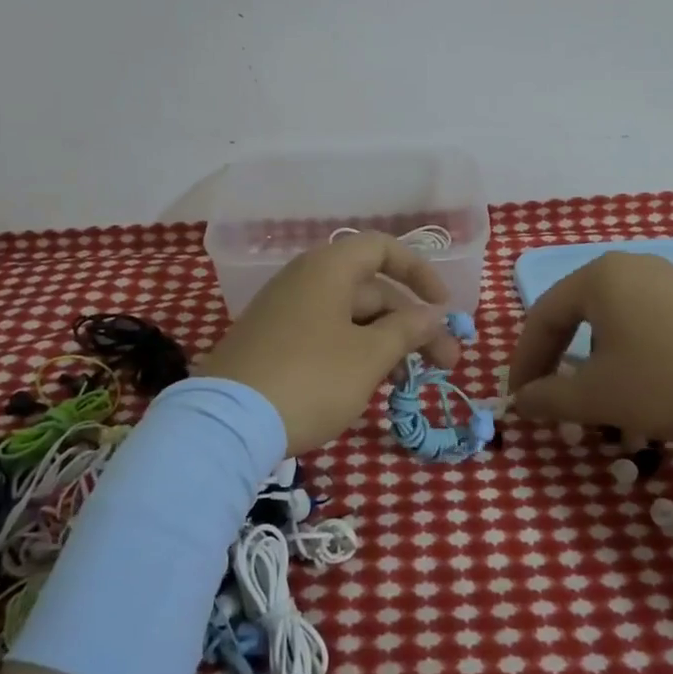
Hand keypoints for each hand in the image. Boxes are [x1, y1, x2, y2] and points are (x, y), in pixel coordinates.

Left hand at [197, 232, 461, 455]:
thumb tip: (434, 314)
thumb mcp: (369, 356)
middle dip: (412, 324)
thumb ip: (408, 329)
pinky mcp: (272, 343)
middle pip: (371, 290)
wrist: (227, 424)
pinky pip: (325, 335)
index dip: (419, 272)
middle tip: (445, 364)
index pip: (383, 249)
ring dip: (387, 342)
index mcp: (328, 269)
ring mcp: (285, 312)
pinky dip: (355, 352)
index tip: (444, 307)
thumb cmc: (311, 379)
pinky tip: (370, 385)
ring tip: (410, 382)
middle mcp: (305, 280)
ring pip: (350, 317)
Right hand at [507, 251, 672, 445]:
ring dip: (593, 361)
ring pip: (610, 321)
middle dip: (558, 359)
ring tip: (596, 398)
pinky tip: (641, 386)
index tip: (518, 399)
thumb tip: (520, 401)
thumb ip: (549, 398)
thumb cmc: (671, 381)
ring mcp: (667, 279)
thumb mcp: (599, 396)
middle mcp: (629, 266)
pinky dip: (628, 354)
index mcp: (598, 277)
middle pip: (575, 314)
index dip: (524, 360)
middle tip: (549, 395)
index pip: (542, 316)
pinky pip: (643, 322)